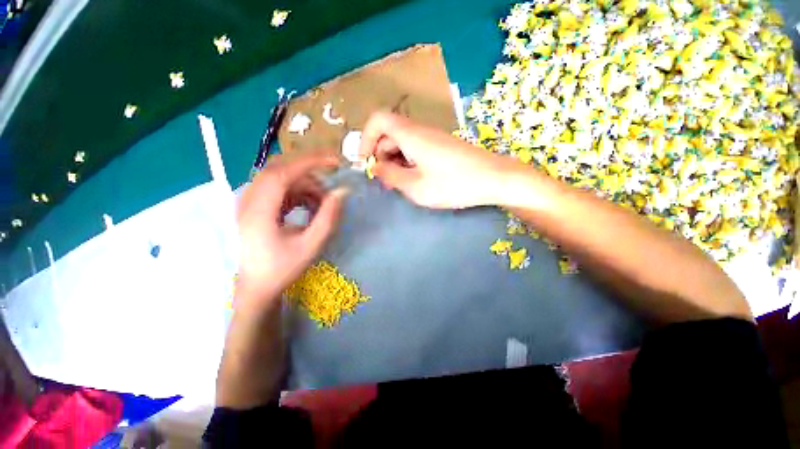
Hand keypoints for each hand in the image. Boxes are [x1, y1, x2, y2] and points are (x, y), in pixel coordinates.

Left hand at [236, 151, 346, 310]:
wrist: (257, 286)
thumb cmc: (282, 269)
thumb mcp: (311, 245)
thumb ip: (328, 217)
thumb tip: (342, 192)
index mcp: (258, 211)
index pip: (282, 173)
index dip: (309, 162)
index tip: (334, 161)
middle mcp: (249, 200)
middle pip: (281, 171)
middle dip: (310, 174)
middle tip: (332, 184)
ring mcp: (250, 202)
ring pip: (282, 179)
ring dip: (306, 186)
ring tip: (322, 205)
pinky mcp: (255, 205)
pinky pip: (280, 189)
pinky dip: (299, 193)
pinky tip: (310, 208)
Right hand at [359, 111, 513, 208]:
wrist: (494, 179)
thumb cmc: (454, 184)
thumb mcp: (416, 186)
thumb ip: (391, 176)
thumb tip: (376, 168)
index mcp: (410, 135)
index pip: (378, 120)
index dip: (366, 138)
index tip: (366, 162)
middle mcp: (420, 131)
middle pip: (389, 133)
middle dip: (380, 155)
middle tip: (383, 181)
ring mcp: (432, 138)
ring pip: (402, 143)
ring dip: (394, 161)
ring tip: (398, 184)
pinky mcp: (441, 147)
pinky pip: (416, 150)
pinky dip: (408, 163)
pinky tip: (414, 180)